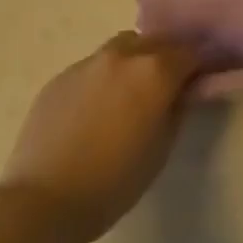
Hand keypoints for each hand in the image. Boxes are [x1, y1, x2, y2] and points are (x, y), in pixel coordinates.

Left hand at [0, 32, 198, 239]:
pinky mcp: (60, 76)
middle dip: (166, 58)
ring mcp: (88, 62)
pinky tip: (95, 109)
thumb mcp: (162, 148)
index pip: (190, 52)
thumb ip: (177, 109)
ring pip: (122, 47)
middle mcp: (123, 55)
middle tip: (166, 86)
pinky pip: (93, 66)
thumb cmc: (114, 181)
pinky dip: (103, 77)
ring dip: (134, 60)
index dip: (198, 66)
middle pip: (156, 42)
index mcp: (155, 70)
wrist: (44, 200)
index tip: (198, 82)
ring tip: (128, 93)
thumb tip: (182, 91)